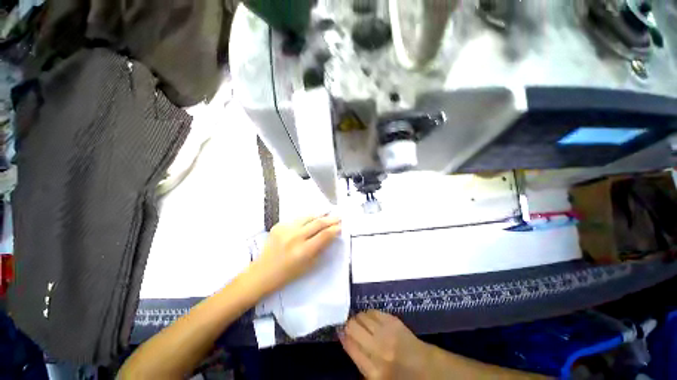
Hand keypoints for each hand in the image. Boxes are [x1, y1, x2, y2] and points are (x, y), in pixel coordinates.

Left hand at [251, 214, 341, 294]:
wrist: (263, 272)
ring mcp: (285, 230)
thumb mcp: (309, 265)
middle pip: (317, 223)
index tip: (341, 226)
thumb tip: (331, 235)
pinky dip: (306, 219)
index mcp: (303, 251)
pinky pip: (297, 220)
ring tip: (327, 213)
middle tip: (338, 217)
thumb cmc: (288, 274)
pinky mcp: (278, 226)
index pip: (324, 235)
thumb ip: (321, 249)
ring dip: (319, 215)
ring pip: (307, 217)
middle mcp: (295, 237)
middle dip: (330, 219)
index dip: (335, 229)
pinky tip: (310, 220)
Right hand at [339, 310, 431, 379]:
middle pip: (352, 326)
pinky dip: (369, 314)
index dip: (342, 335)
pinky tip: (371, 319)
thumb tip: (345, 337)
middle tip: (350, 327)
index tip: (339, 330)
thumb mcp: (375, 376)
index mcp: (372, 370)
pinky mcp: (393, 320)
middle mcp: (378, 348)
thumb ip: (359, 359)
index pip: (349, 345)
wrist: (425, 368)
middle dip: (348, 324)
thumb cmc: (397, 375)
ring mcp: (387, 332)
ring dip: (358, 318)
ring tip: (361, 323)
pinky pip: (373, 311)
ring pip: (362, 315)